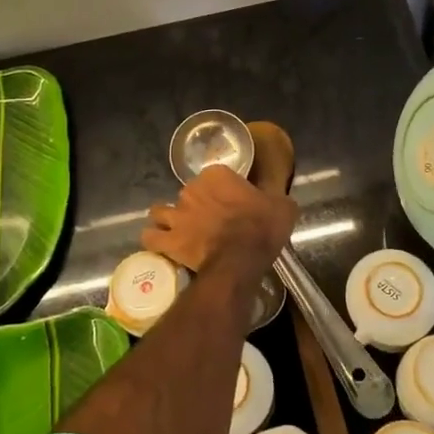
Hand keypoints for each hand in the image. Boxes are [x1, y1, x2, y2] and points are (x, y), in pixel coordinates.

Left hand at [143, 166, 297, 282]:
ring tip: (177, 229)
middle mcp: (191, 189)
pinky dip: (154, 240)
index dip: (219, 189)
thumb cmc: (263, 227)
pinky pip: (151, 237)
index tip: (229, 203)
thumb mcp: (282, 205)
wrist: (242, 258)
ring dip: (167, 219)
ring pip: (160, 211)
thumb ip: (274, 196)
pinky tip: (162, 244)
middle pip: (188, 193)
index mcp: (217, 175)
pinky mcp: (169, 239)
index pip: (213, 176)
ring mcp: (177, 214)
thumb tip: (276, 197)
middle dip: (193, 205)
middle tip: (207, 221)